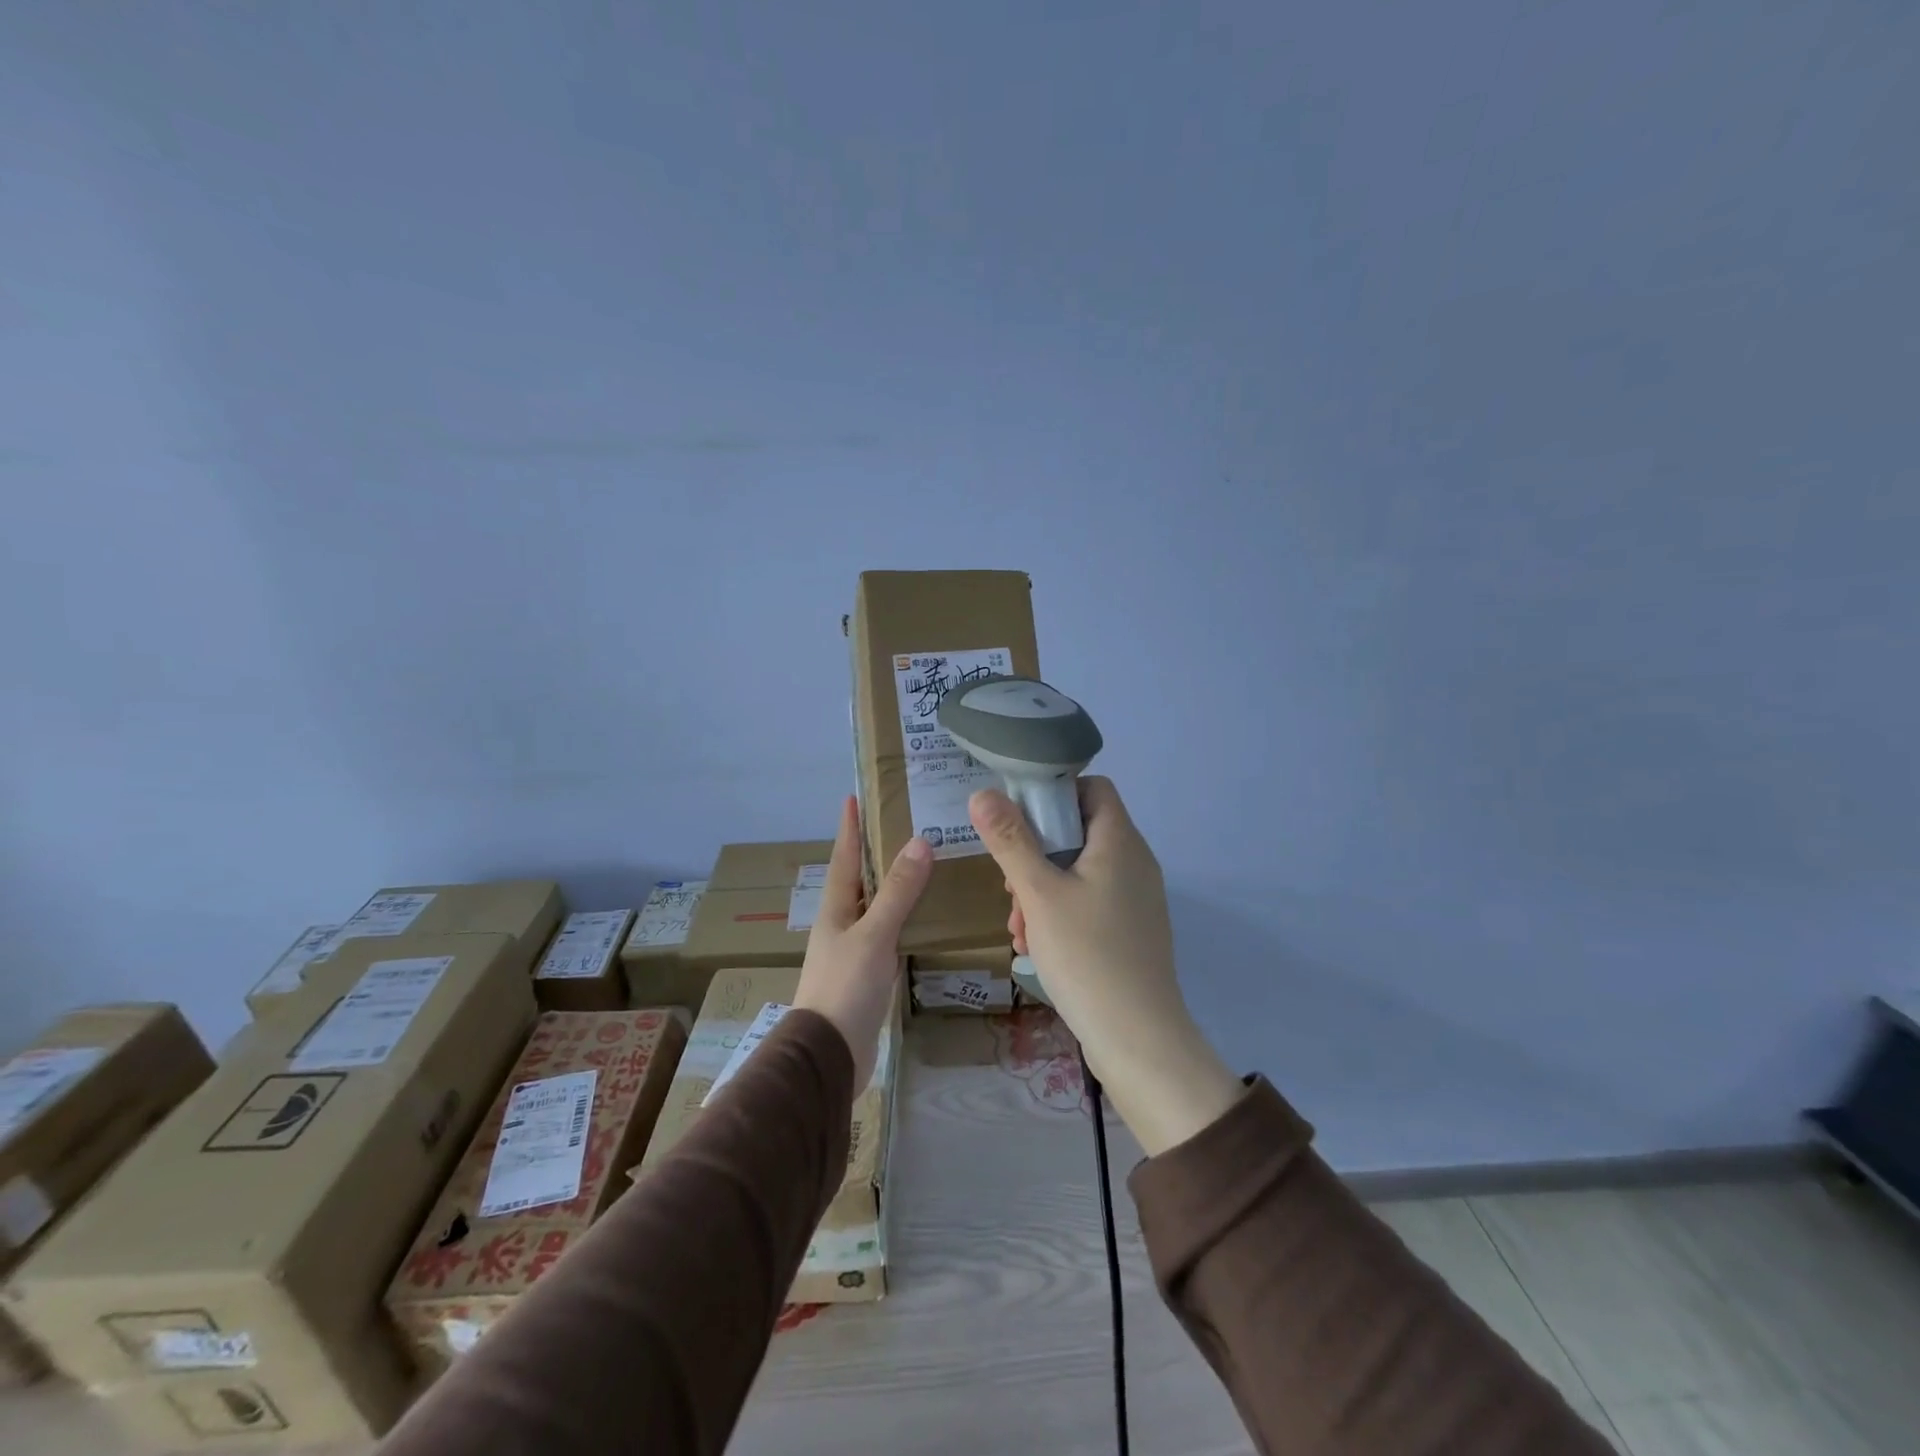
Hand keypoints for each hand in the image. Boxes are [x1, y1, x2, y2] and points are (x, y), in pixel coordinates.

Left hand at [795, 796, 930, 1090]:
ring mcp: (853, 950)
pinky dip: (903, 919)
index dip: (850, 828)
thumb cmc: (845, 987)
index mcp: (835, 909)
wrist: (829, 1055)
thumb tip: (920, 842)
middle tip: (902, 825)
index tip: (853, 798)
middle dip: (875, 852)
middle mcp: (841, 924)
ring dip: (893, 885)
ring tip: (921, 865)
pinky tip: (923, 919)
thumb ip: (897, 892)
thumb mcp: (873, 935)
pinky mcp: (867, 974)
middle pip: (859, 879)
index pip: (844, 858)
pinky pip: (888, 934)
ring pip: (876, 907)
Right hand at [968, 777, 1242, 1154]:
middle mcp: (1135, 862)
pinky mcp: (1131, 930)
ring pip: (1079, 871)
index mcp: (1120, 841)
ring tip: (1017, 926)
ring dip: (1041, 889)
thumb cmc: (1087, 955)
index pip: (1092, 788)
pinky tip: (1036, 945)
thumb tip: (983, 794)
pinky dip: (1060, 912)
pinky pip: (1090, 902)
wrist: (1138, 1039)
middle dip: (1035, 853)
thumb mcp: (1038, 893)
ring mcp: (1136, 898)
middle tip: (1009, 886)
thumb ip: (1010, 840)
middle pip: (1079, 832)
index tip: (1018, 820)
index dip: (1054, 793)